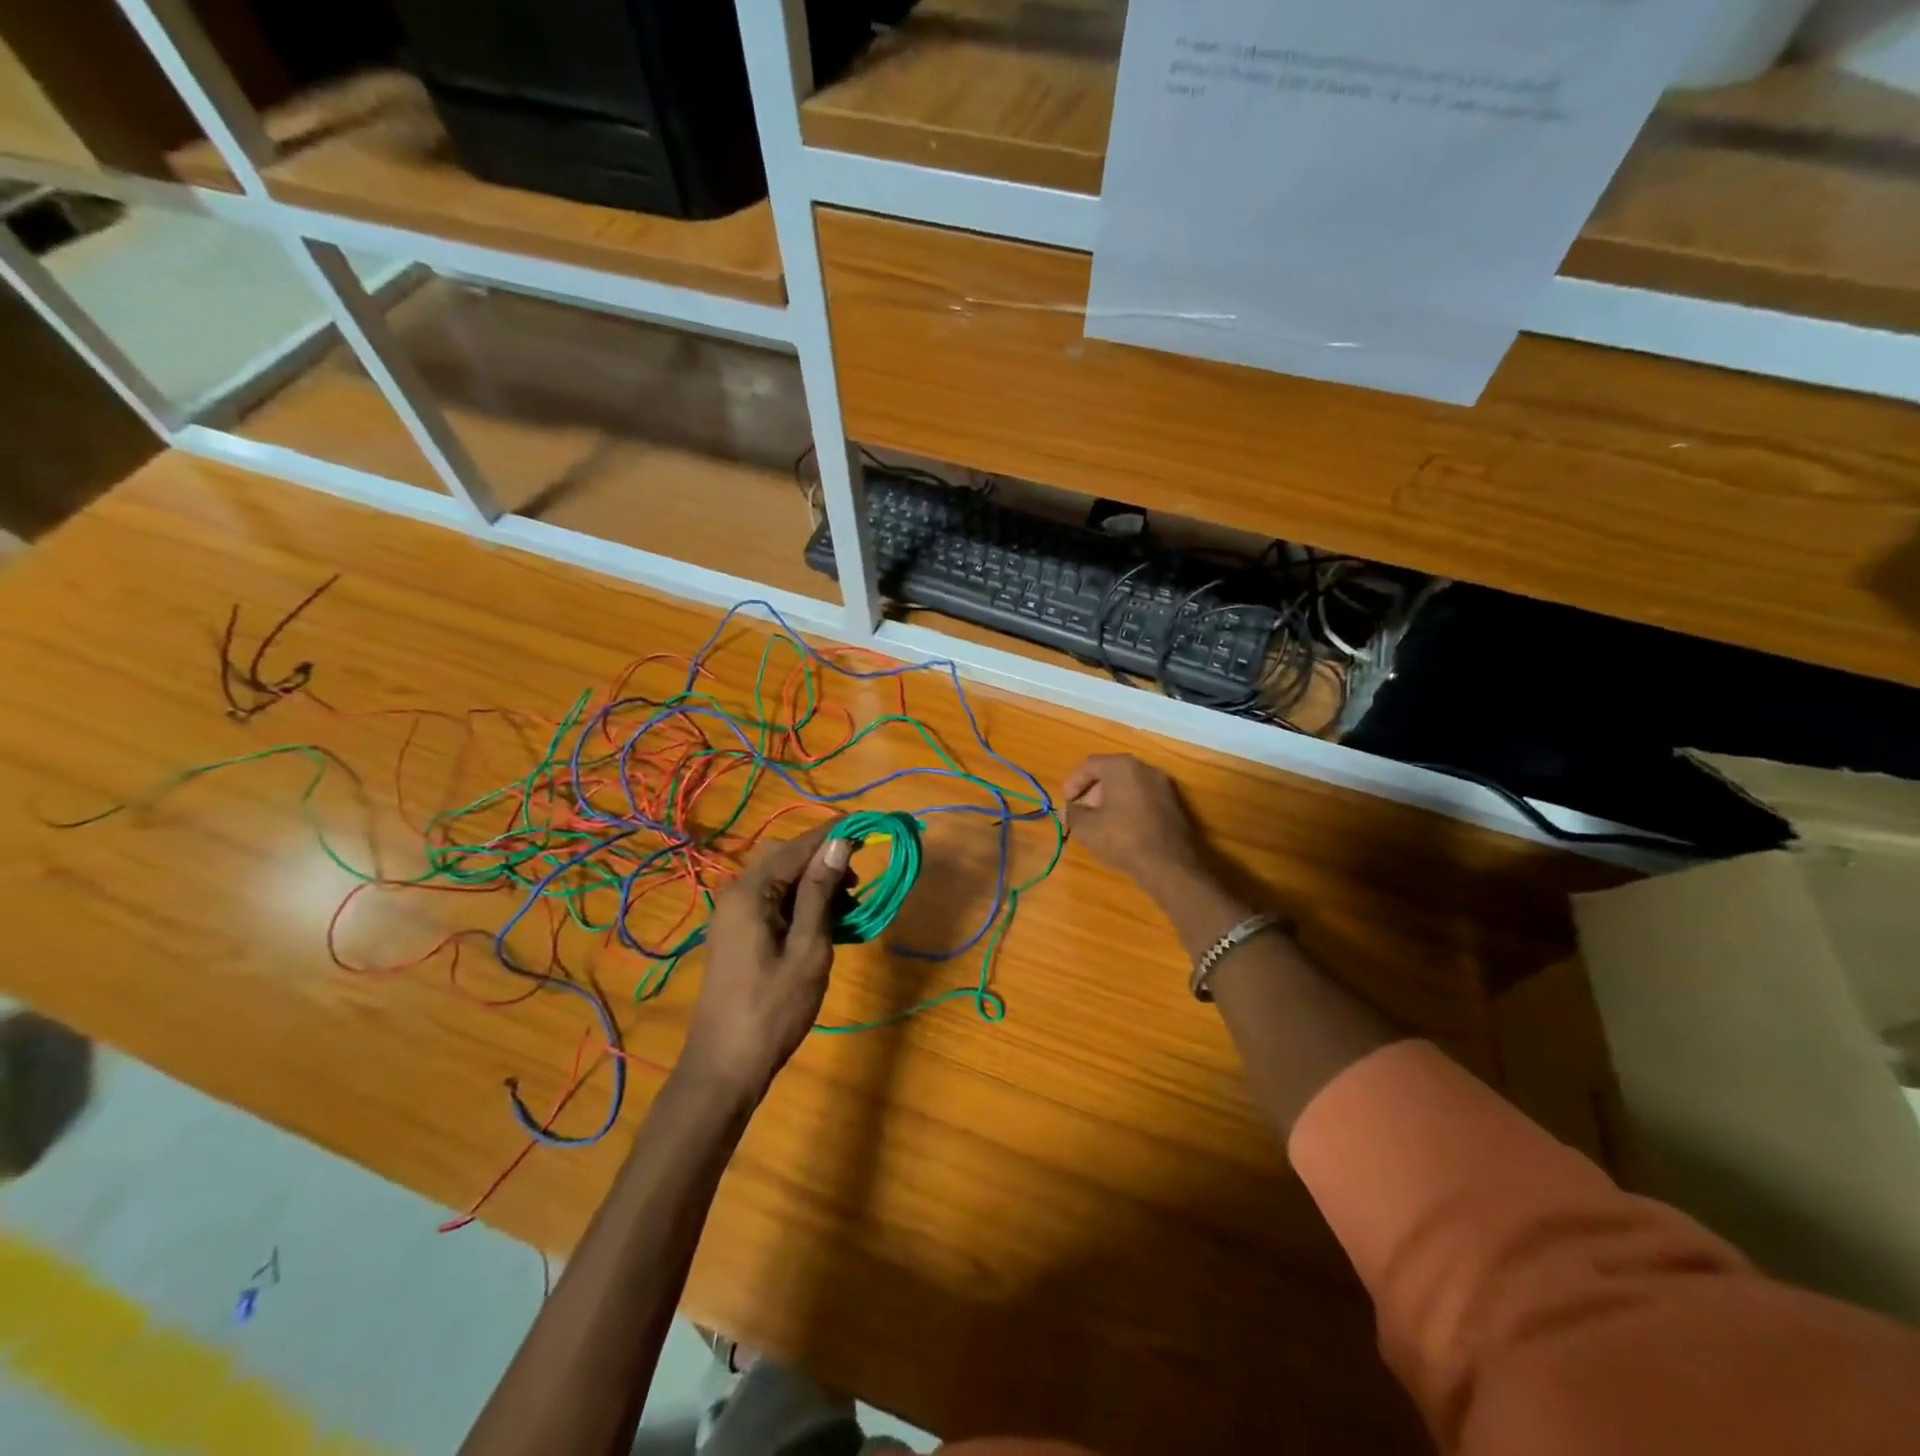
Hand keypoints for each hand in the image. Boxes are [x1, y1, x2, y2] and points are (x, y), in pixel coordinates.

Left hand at [684, 821, 851, 1102]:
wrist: (725, 1067)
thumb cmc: (773, 1008)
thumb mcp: (808, 948)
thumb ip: (821, 892)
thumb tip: (839, 843)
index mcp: (750, 891)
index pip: (798, 846)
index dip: (835, 834)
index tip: (870, 826)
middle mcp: (735, 893)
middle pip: (786, 858)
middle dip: (825, 861)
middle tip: (859, 884)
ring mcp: (732, 915)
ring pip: (780, 881)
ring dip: (815, 885)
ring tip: (848, 910)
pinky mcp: (736, 935)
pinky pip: (772, 902)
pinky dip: (800, 905)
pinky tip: (825, 926)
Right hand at [1062, 754, 1200, 892]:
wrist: (1170, 865)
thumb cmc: (1122, 838)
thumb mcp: (1086, 827)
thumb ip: (1072, 813)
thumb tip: (1068, 810)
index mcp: (1122, 767)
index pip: (1090, 764)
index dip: (1073, 782)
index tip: (1065, 802)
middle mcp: (1146, 769)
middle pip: (1111, 773)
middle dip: (1091, 792)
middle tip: (1081, 813)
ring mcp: (1165, 787)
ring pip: (1129, 786)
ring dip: (1110, 800)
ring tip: (1099, 823)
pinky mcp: (1176, 805)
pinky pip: (1144, 799)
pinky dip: (1128, 808)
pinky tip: (1121, 830)